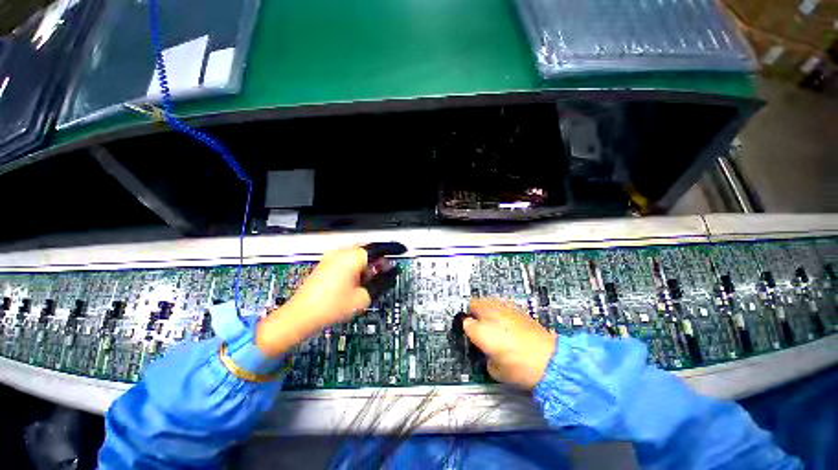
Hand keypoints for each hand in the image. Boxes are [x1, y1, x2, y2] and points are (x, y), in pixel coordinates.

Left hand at [256, 243, 404, 356]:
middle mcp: (342, 252)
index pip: (379, 248)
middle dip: (380, 259)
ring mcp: (332, 257)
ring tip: (373, 277)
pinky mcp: (327, 264)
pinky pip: (348, 259)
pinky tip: (359, 279)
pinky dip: (358, 265)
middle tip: (388, 270)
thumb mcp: (363, 297)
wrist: (300, 316)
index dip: (392, 249)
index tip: (402, 250)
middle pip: (368, 250)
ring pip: (358, 254)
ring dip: (369, 263)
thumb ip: (381, 281)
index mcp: (352, 257)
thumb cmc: (333, 306)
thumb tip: (391, 272)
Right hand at [465, 298, 556, 389]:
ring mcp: (504, 309)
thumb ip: (485, 354)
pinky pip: (501, 304)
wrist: (550, 362)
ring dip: (484, 307)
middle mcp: (490, 315)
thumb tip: (484, 347)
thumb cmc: (520, 368)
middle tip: (474, 322)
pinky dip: (498, 309)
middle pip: (474, 304)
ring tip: (487, 317)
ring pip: (487, 301)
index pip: (464, 322)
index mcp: (480, 330)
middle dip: (472, 312)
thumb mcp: (495, 369)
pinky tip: (503, 318)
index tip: (467, 331)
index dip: (464, 326)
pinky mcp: (517, 309)